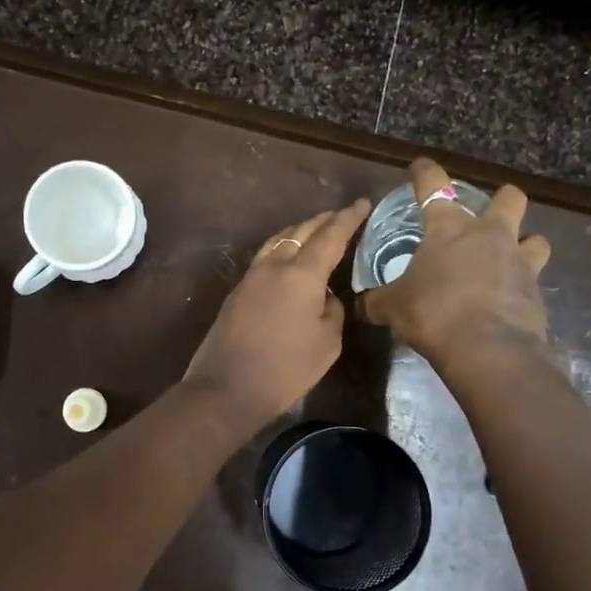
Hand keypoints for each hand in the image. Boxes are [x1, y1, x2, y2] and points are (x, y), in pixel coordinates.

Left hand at [183, 198, 371, 433]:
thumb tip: (325, 295)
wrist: (227, 387)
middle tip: (343, 215)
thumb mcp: (327, 343)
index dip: (349, 219)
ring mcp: (251, 276)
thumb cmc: (285, 369)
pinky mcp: (238, 290)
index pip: (331, 236)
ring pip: (280, 240)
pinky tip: (290, 258)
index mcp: (302, 274)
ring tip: (317, 230)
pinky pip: (266, 256)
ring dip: (300, 231)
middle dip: (325, 220)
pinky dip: (284, 247)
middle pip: (302, 231)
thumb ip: (332, 310)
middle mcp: (275, 265)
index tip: (362, 203)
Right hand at [359, 158, 551, 365]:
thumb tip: (360, 306)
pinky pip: (534, 281)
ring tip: (511, 259)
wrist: (487, 348)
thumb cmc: (432, 312)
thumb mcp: (393, 307)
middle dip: (502, 199)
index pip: (433, 186)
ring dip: (525, 244)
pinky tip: (508, 302)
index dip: (425, 172)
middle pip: (509, 199)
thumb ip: (377, 302)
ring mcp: (519, 262)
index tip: (420, 166)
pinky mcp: (536, 293)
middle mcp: (489, 235)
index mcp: (448, 228)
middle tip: (488, 214)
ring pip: (536, 239)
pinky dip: (522, 288)